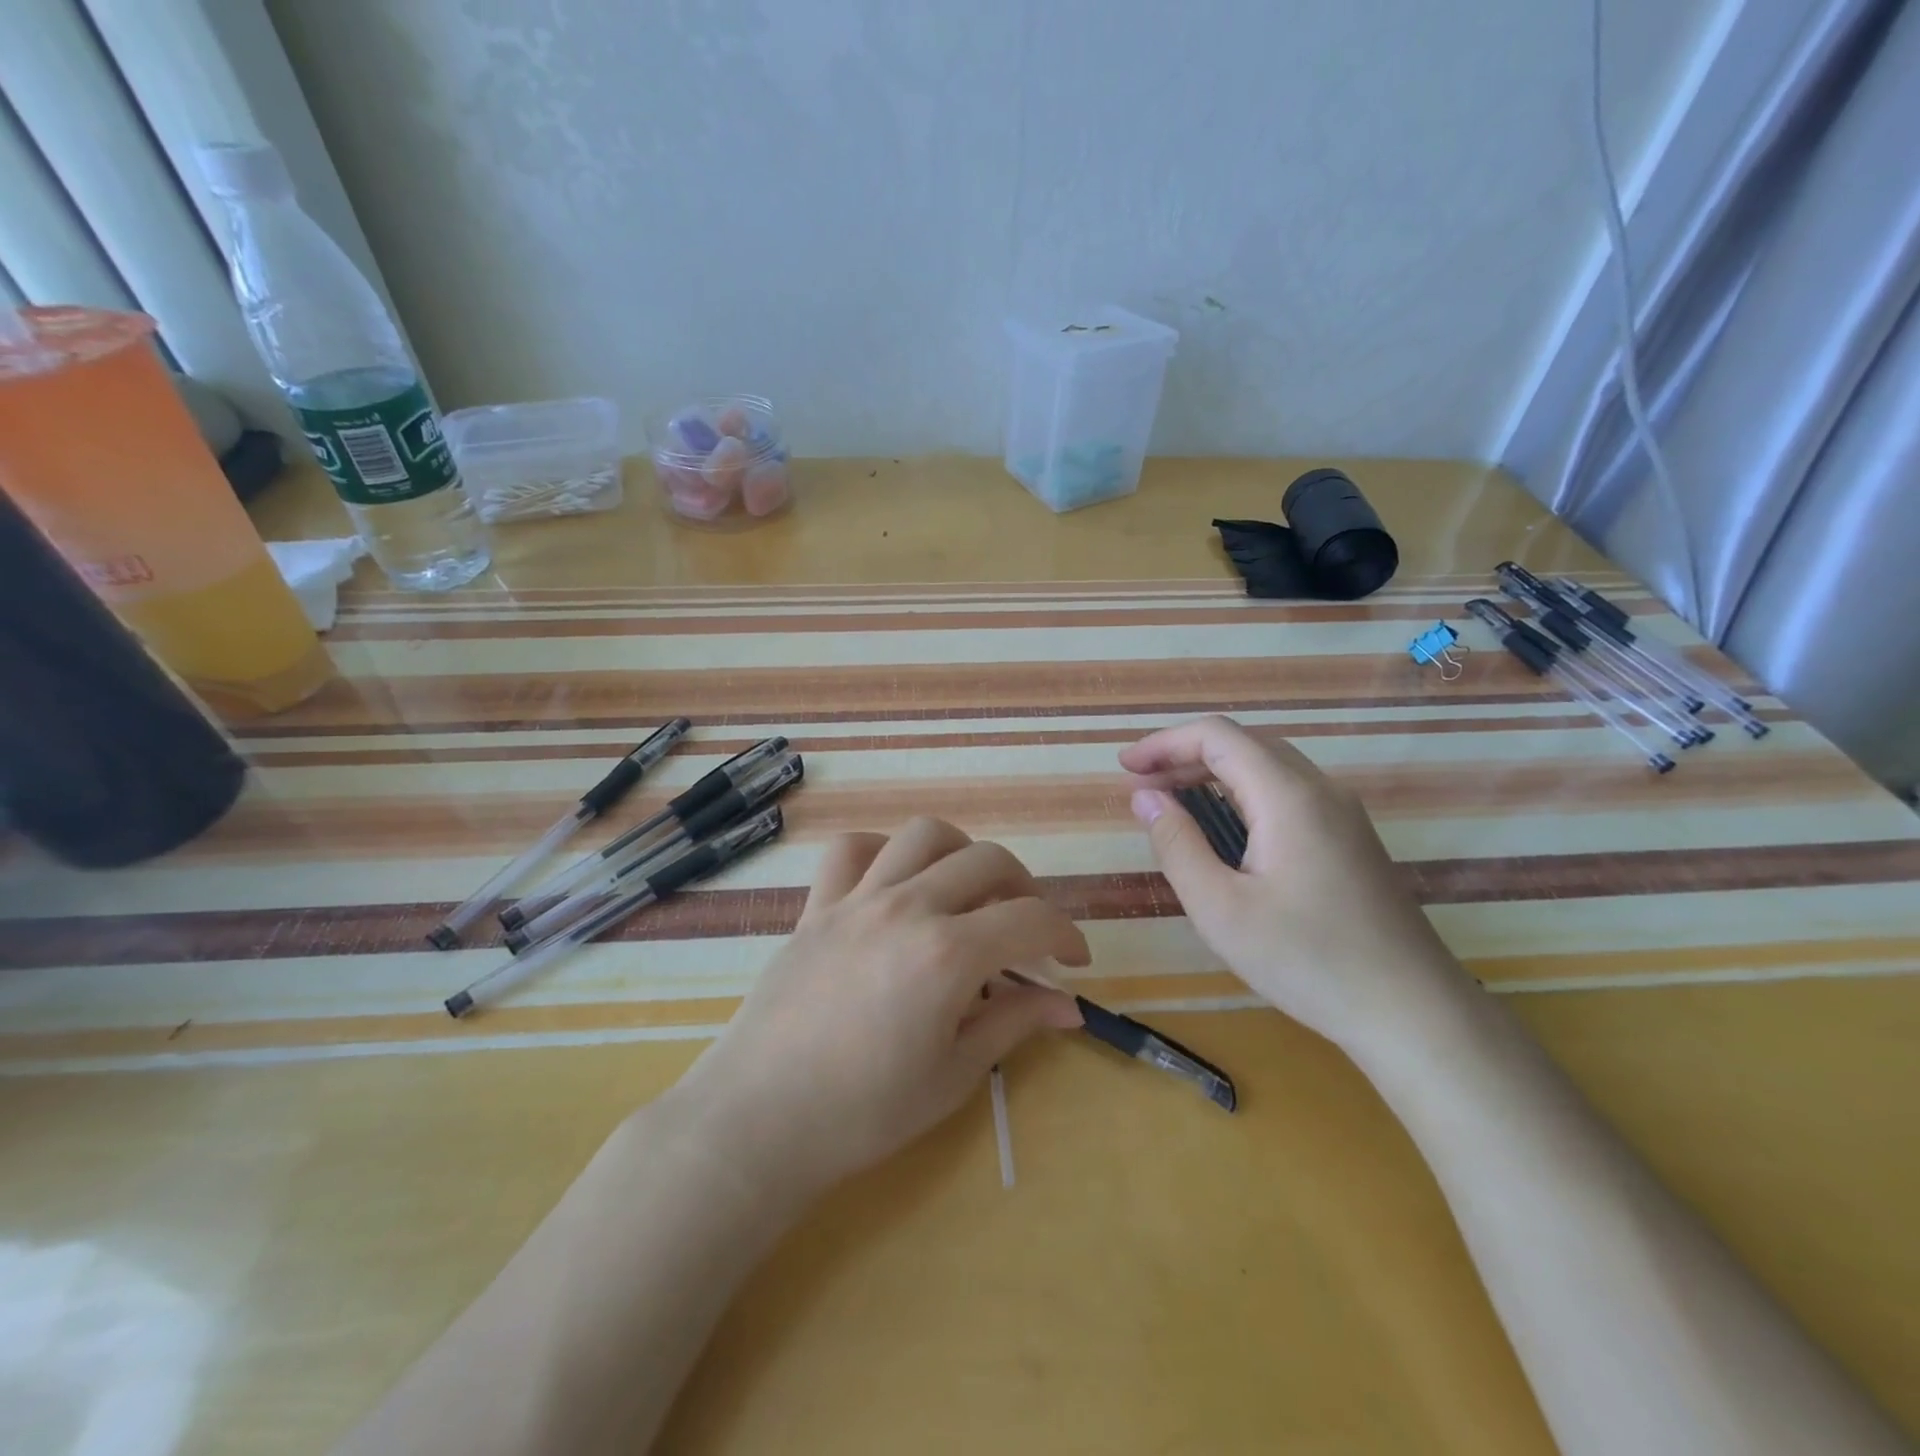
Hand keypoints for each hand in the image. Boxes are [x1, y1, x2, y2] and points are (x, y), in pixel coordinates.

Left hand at [668, 818, 1087, 1201]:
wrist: (760, 1120)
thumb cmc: (864, 1113)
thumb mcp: (954, 1075)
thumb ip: (1013, 1023)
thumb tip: (1068, 1005)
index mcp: (947, 954)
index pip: (1030, 918)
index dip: (1065, 933)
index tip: (1073, 960)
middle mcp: (907, 908)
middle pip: (987, 860)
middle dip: (1023, 888)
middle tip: (1026, 929)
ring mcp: (857, 899)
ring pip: (922, 835)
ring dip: (960, 852)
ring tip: (965, 891)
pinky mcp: (816, 906)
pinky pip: (850, 849)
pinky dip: (882, 851)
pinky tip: (893, 882)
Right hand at [1120, 715, 1473, 1056]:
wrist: (1414, 1012)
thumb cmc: (1308, 960)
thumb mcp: (1220, 908)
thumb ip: (1177, 844)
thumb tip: (1145, 796)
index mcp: (1289, 796)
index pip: (1218, 736)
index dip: (1164, 743)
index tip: (1124, 767)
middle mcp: (1320, 790)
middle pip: (1244, 745)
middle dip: (1185, 756)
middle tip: (1142, 788)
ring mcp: (1342, 814)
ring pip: (1268, 768)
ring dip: (1214, 776)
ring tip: (1172, 805)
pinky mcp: (1350, 840)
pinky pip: (1287, 795)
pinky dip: (1242, 797)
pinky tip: (1224, 834)